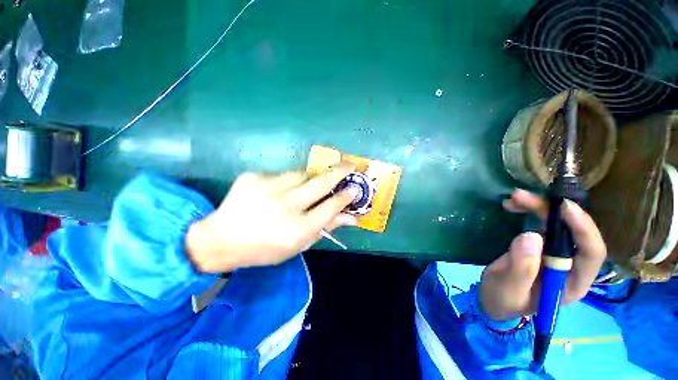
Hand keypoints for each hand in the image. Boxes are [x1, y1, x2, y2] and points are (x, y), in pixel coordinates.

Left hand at [185, 164, 357, 272]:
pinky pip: (282, 174)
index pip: (331, 206)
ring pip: (303, 174)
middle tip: (350, 164)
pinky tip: (279, 192)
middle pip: (321, 183)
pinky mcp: (254, 177)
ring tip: (312, 182)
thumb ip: (326, 228)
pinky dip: (288, 181)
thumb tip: (352, 217)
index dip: (346, 196)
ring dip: (312, 176)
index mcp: (298, 229)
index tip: (355, 188)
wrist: (221, 239)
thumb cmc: (265, 249)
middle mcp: (286, 206)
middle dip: (340, 171)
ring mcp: (268, 188)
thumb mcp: (299, 245)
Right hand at [479, 189, 606, 320]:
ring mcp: (557, 253)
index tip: (565, 206)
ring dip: (539, 207)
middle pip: (574, 231)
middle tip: (521, 197)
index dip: (584, 228)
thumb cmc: (503, 299)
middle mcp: (571, 264)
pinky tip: (513, 205)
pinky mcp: (541, 245)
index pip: (592, 253)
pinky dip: (529, 211)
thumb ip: (522, 268)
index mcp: (572, 282)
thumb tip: (531, 236)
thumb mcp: (509, 289)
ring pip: (558, 223)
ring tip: (514, 198)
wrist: (493, 298)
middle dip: (552, 210)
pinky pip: (542, 223)